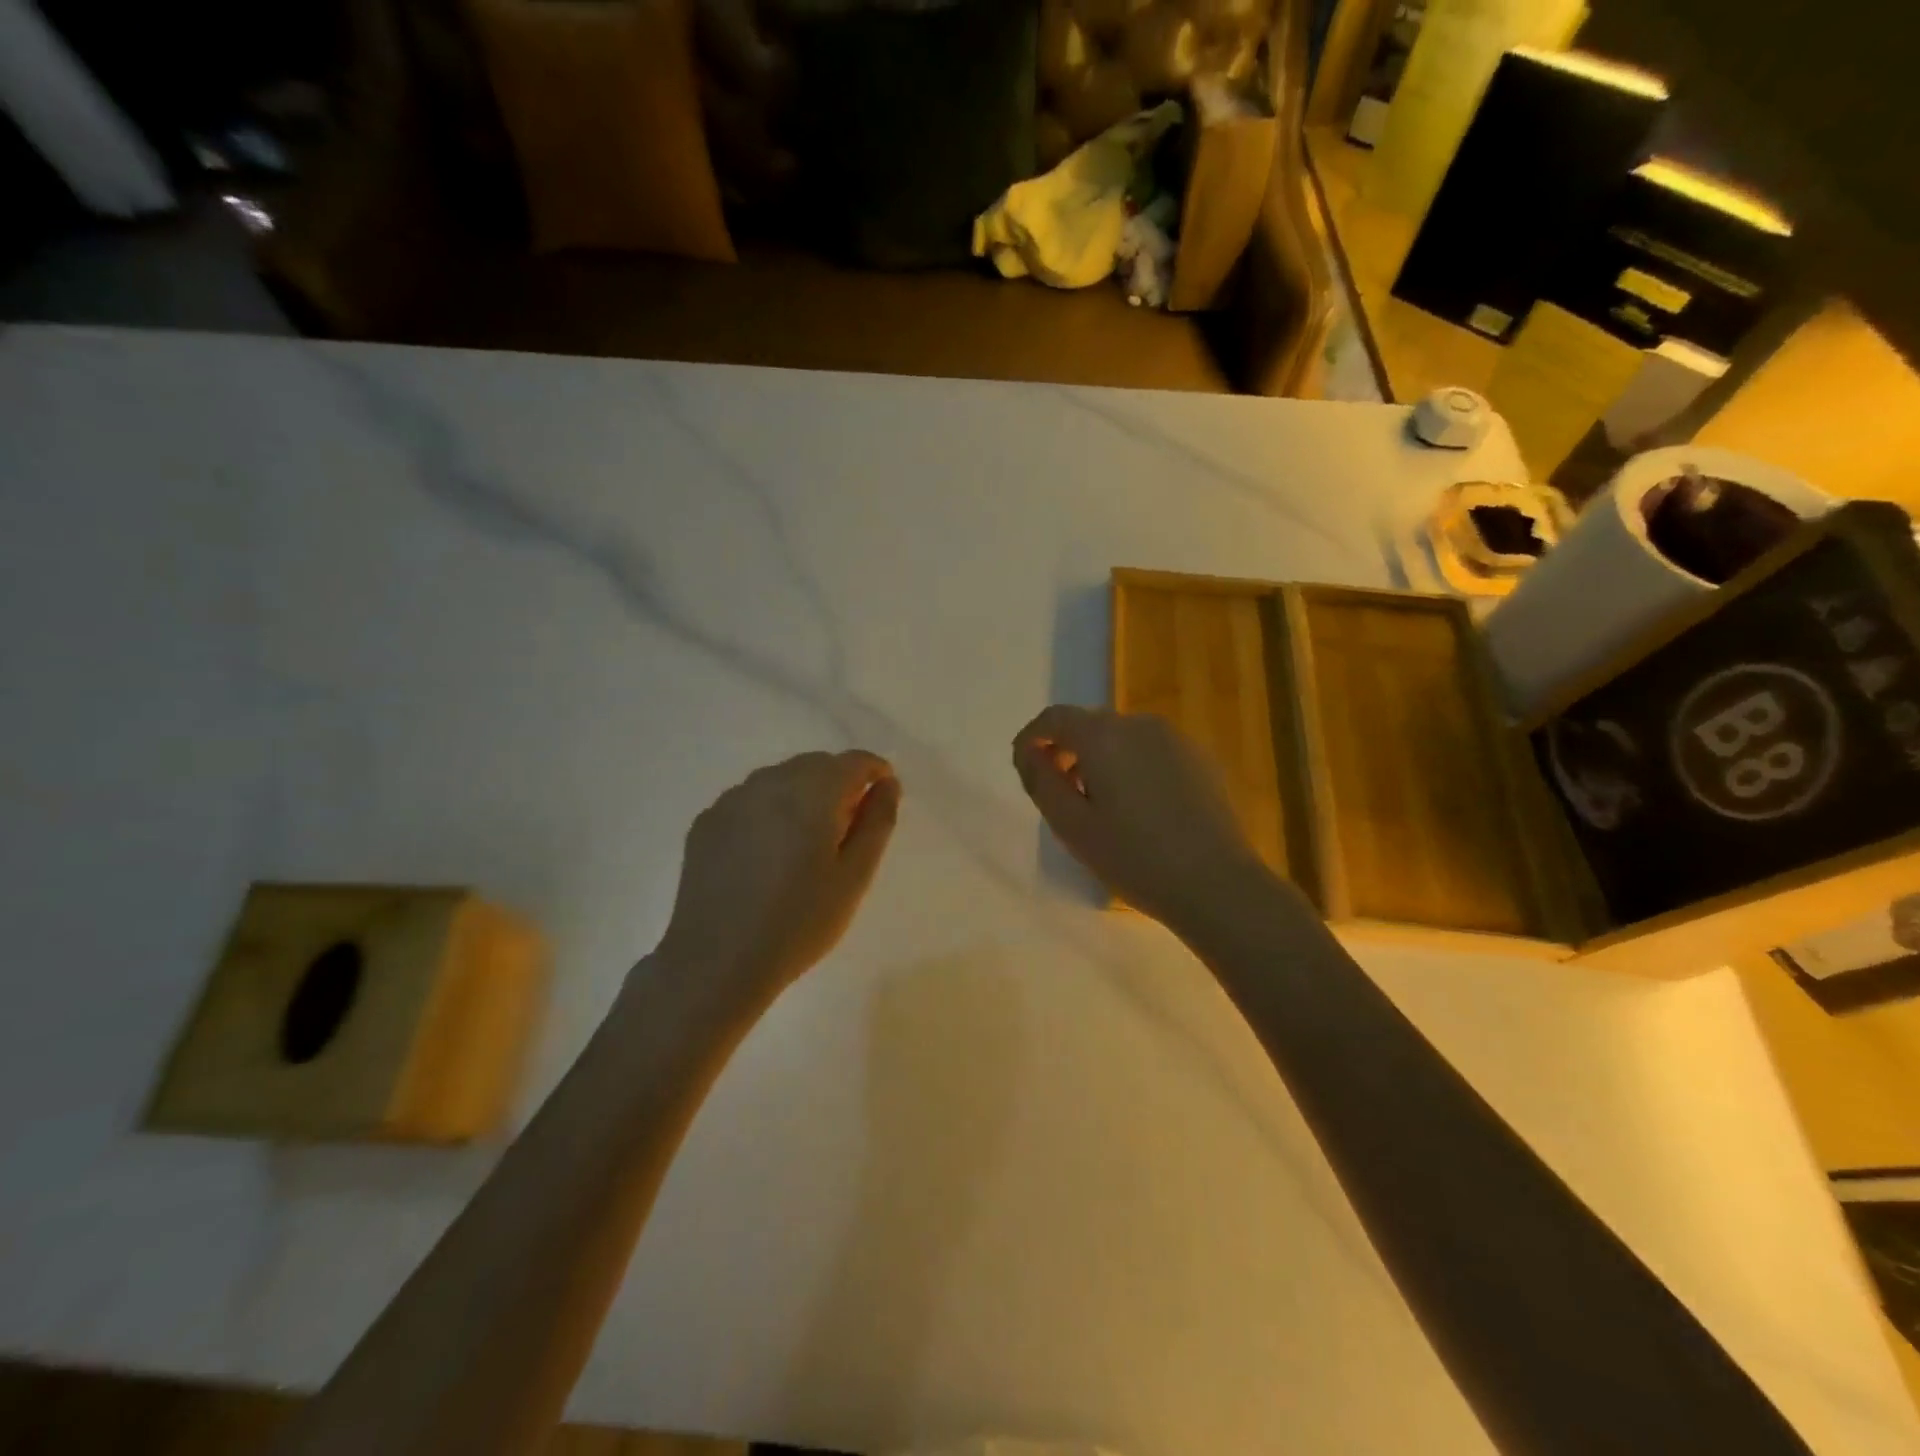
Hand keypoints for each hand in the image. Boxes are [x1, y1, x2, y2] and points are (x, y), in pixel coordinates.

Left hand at [655, 751, 899, 999]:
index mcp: (811, 793)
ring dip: (803, 796)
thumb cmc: (798, 923)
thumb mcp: (854, 877)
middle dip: (839, 785)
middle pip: (816, 765)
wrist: (716, 963)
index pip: (854, 761)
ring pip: (781, 779)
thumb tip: (887, 784)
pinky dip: (769, 812)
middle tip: (847, 831)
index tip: (882, 801)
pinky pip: (750, 800)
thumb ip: (877, 822)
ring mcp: (731, 800)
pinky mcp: (706, 822)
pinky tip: (767, 855)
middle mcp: (769, 782)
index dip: (875, 774)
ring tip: (806, 845)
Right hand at [1012, 706, 1267, 928]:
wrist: (1216, 884)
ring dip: (1099, 760)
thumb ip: (1041, 780)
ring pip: (1121, 738)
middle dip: (1066, 751)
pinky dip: (1131, 767)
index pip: (1055, 718)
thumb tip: (1028, 752)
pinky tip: (1137, 809)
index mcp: (1104, 736)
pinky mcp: (1199, 759)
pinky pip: (1150, 752)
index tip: (1023, 765)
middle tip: (1059, 794)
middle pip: (1089, 725)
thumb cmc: (1134, 858)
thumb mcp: (1071, 825)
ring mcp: (1175, 740)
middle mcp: (1140, 725)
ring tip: (1098, 806)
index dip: (1032, 737)